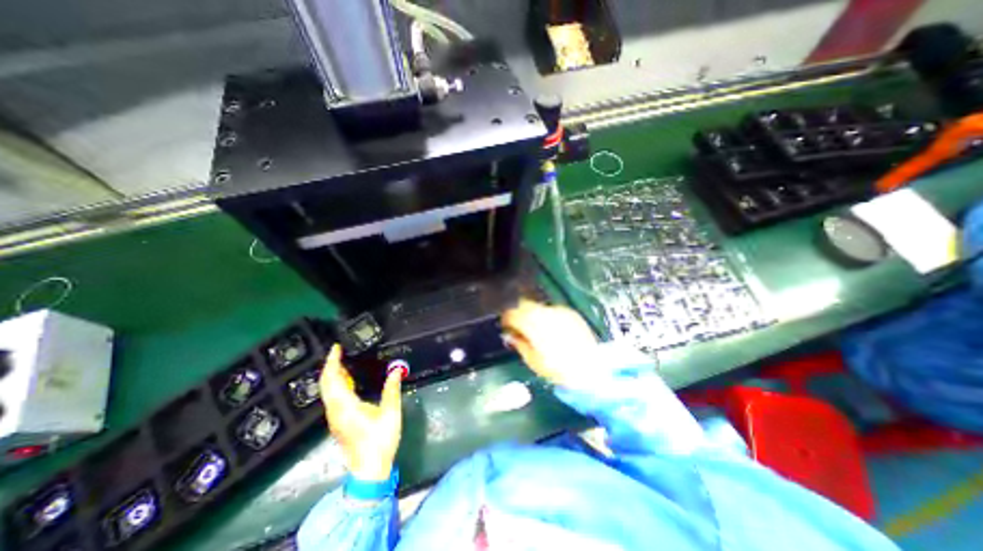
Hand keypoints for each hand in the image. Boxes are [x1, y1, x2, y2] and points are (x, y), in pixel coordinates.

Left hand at [318, 344, 402, 481]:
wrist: (369, 469)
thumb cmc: (379, 440)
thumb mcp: (390, 412)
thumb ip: (392, 389)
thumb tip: (396, 370)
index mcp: (346, 406)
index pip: (333, 379)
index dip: (333, 362)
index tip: (336, 348)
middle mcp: (335, 410)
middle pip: (325, 384)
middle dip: (330, 366)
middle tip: (339, 352)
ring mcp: (334, 417)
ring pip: (327, 391)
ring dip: (332, 374)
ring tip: (344, 362)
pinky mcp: (338, 422)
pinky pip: (332, 397)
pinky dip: (336, 384)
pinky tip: (348, 381)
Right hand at [501, 298, 603, 385]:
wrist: (590, 371)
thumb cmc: (557, 370)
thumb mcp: (533, 360)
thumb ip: (519, 344)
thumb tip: (510, 335)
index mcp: (534, 326)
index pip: (514, 313)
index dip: (507, 318)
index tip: (505, 325)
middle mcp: (546, 314)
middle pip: (526, 304)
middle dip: (519, 312)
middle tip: (517, 324)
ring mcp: (560, 312)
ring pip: (539, 306)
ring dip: (533, 313)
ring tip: (534, 327)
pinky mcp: (571, 313)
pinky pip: (553, 310)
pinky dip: (547, 316)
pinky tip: (550, 328)